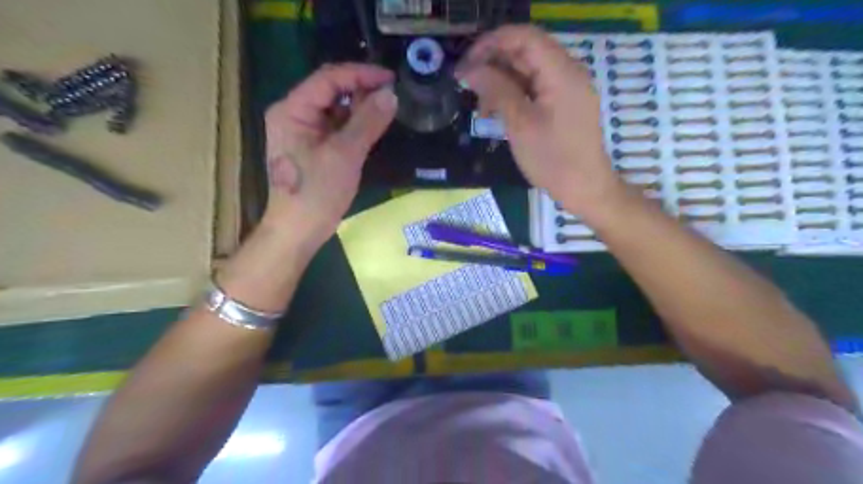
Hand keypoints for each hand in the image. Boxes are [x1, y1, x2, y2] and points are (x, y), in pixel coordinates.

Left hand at [264, 63, 397, 249]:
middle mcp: (295, 114)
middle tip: (393, 95)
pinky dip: (356, 125)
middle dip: (362, 90)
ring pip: (336, 109)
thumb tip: (391, 95)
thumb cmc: (316, 193)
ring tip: (389, 109)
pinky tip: (375, 126)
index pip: (328, 79)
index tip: (392, 79)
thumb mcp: (345, 155)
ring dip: (361, 107)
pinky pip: (338, 127)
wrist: (299, 231)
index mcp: (293, 110)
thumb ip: (368, 122)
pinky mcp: (315, 148)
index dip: (361, 74)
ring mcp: (304, 132)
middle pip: (331, 91)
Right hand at [458, 26, 627, 219]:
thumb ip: (496, 90)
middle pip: (525, 52)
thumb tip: (471, 69)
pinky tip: (496, 113)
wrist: (585, 189)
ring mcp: (567, 88)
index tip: (465, 62)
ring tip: (480, 108)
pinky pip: (535, 89)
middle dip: (493, 65)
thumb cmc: (553, 159)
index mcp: (561, 71)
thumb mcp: (520, 125)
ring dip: (500, 83)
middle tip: (466, 85)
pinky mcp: (563, 104)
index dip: (491, 43)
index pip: (523, 36)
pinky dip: (513, 96)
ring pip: (528, 72)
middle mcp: (567, 71)